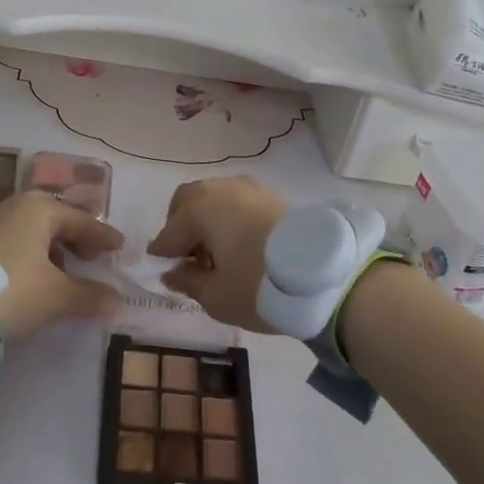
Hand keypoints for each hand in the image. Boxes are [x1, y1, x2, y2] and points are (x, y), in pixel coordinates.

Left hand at [0, 191, 123, 341]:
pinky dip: (31, 256)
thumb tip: (116, 299)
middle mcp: (16, 206)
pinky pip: (15, 242)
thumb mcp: (56, 297)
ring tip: (64, 274)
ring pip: (33, 232)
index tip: (120, 247)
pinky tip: (33, 278)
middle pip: (57, 221)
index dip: (103, 236)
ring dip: (52, 251)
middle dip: (77, 240)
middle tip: (94, 258)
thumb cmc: (11, 291)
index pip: (82, 221)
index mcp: (40, 208)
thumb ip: (89, 295)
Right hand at [147, 175, 290, 332]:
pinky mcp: (272, 195)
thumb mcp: (215, 296)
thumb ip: (187, 281)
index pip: (169, 232)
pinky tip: (239, 243)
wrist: (321, 274)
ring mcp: (249, 187)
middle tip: (187, 257)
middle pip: (188, 200)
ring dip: (207, 219)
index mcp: (200, 208)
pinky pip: (238, 201)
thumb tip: (172, 272)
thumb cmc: (257, 285)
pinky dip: (230, 217)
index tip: (162, 271)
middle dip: (181, 225)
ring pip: (215, 197)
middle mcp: (221, 188)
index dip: (163, 253)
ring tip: (216, 253)